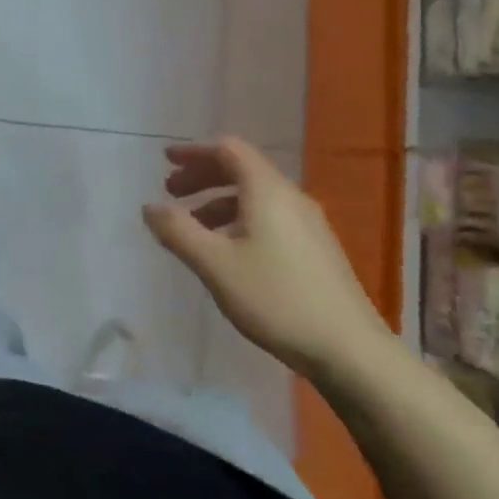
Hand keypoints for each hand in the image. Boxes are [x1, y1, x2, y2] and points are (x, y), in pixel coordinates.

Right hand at [143, 137, 389, 376]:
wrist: (348, 348)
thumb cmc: (276, 298)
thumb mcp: (215, 264)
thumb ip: (178, 231)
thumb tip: (149, 206)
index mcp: (267, 191)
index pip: (228, 150)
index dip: (194, 152)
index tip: (165, 161)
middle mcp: (290, 198)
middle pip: (242, 170)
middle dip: (202, 176)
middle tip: (171, 192)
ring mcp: (308, 224)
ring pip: (255, 196)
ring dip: (218, 201)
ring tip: (192, 227)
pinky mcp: (315, 249)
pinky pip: (268, 217)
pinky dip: (238, 219)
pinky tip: (227, 251)